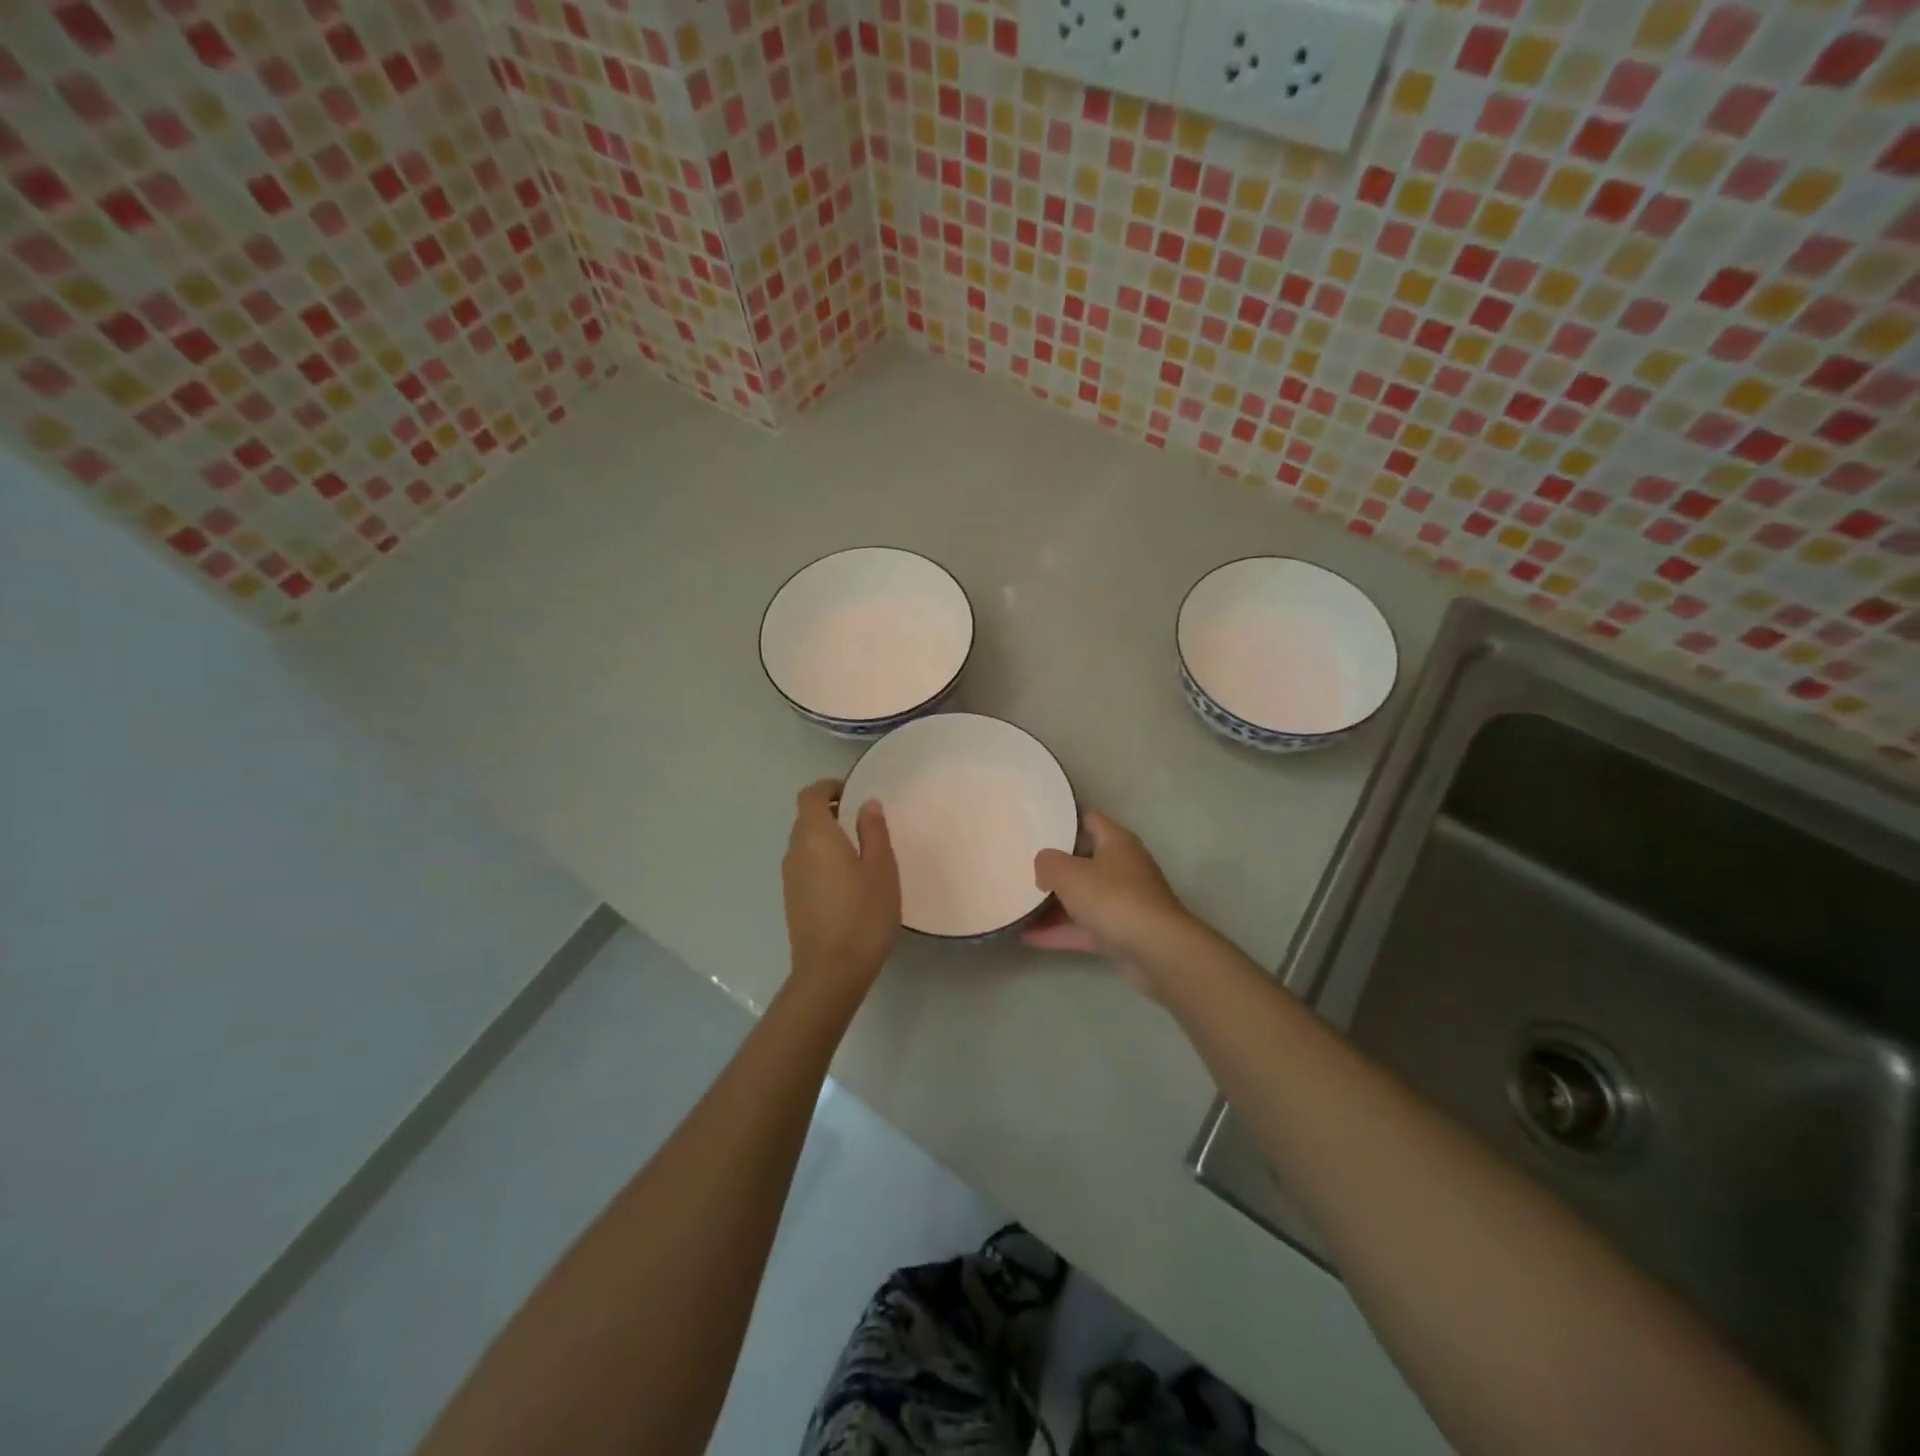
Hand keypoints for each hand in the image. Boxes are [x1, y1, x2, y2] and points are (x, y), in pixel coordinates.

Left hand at [782, 778, 900, 994]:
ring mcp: (790, 878)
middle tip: (862, 822)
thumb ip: (874, 831)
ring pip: (804, 844)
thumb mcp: (881, 868)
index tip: (851, 792)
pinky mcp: (792, 901)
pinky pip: (805, 867)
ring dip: (826, 839)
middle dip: (830, 813)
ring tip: (859, 853)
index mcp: (815, 836)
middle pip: (805, 819)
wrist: (831, 971)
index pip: (810, 796)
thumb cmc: (863, 913)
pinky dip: (822, 861)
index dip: (828, 788)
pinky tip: (847, 882)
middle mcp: (795, 852)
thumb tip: (866, 804)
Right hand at [1023, 812, 1197, 993]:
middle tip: (1020, 863)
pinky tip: (1027, 937)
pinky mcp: (1121, 932)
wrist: (1157, 951)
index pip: (1087, 819)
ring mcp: (1124, 901)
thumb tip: (1044, 866)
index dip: (1061, 818)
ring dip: (1052, 903)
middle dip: (1053, 864)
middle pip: (1083, 859)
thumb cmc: (1113, 898)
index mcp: (1116, 841)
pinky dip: (1059, 931)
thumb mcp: (1069, 873)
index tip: (1035, 822)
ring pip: (1082, 896)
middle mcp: (1123, 866)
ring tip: (1017, 903)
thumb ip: (1047, 862)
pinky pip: (1083, 927)